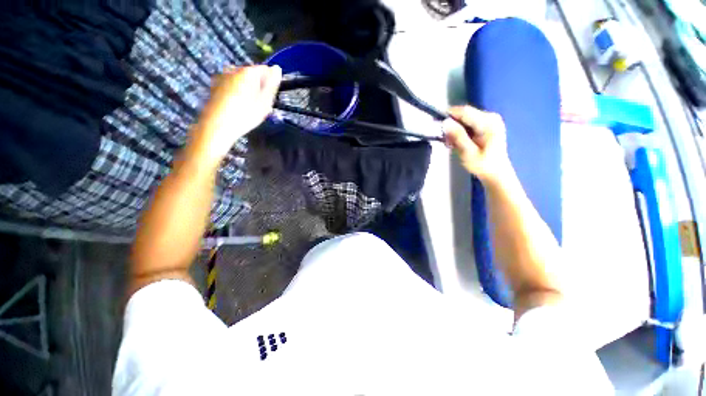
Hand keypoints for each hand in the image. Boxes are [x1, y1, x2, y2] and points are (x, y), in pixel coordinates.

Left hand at [191, 65, 281, 166]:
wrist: (217, 126)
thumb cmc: (245, 115)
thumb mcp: (265, 102)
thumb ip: (272, 85)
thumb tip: (277, 69)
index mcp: (248, 72)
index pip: (265, 69)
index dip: (271, 82)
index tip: (271, 96)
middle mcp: (233, 69)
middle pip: (252, 74)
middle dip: (258, 85)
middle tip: (261, 104)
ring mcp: (222, 77)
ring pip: (241, 80)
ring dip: (248, 89)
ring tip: (249, 106)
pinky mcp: (215, 86)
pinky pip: (232, 85)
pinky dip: (237, 92)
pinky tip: (237, 106)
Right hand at [442, 106, 512, 184]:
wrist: (496, 172)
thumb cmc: (483, 165)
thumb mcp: (468, 152)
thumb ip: (458, 136)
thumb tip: (445, 122)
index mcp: (489, 123)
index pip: (465, 112)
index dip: (448, 115)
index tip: (435, 123)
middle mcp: (490, 117)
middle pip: (464, 114)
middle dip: (452, 125)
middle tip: (445, 140)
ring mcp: (489, 120)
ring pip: (465, 119)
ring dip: (455, 130)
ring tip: (451, 144)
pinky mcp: (487, 125)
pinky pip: (468, 123)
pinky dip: (460, 132)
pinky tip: (458, 142)